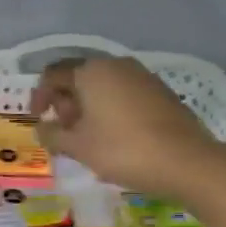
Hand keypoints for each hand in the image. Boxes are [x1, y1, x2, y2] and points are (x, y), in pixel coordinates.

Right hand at [28, 56, 225, 199]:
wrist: (187, 161)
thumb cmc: (123, 150)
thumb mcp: (78, 147)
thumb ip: (52, 135)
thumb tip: (42, 128)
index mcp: (91, 71)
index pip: (53, 74)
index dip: (39, 96)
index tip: (38, 121)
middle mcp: (116, 65)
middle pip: (79, 77)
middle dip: (65, 103)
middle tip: (64, 133)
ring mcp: (142, 76)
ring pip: (103, 86)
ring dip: (88, 108)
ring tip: (88, 139)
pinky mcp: (161, 92)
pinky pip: (124, 94)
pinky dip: (111, 110)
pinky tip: (115, 137)